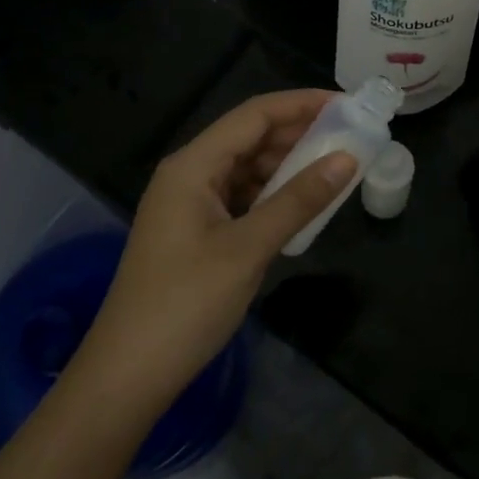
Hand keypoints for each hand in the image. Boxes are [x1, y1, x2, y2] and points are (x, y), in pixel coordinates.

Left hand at [77, 91, 355, 411]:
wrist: (128, 375)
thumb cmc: (186, 303)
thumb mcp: (249, 248)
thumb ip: (298, 200)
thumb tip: (347, 159)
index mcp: (193, 165)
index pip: (254, 115)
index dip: (301, 104)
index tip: (347, 105)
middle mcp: (189, 174)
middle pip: (250, 138)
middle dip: (299, 134)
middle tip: (351, 137)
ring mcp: (190, 204)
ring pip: (247, 169)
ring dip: (288, 166)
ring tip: (335, 168)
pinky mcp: (195, 232)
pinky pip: (241, 198)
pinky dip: (273, 195)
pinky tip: (302, 205)